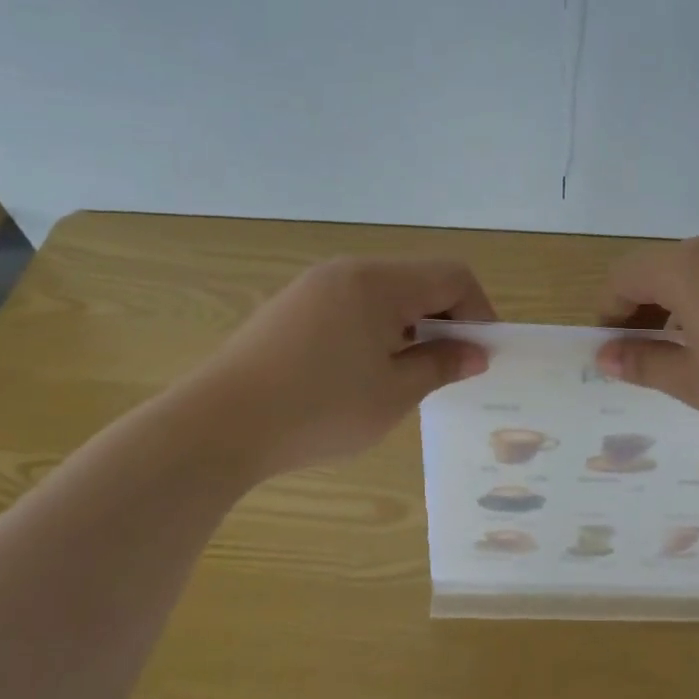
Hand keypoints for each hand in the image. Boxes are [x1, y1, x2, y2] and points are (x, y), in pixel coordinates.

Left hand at [194, 256, 494, 475]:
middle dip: (445, 320)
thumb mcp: (393, 394)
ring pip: (384, 294)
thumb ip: (441, 366)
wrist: (216, 426)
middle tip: (450, 368)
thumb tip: (474, 353)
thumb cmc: (318, 410)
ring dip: (410, 326)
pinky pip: (351, 306)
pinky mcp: (290, 308)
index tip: (482, 355)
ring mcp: (313, 287)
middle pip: (418, 280)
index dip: (479, 312)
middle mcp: (347, 272)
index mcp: (378, 282)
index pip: (452, 276)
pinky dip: (375, 330)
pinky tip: (361, 372)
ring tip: (407, 374)